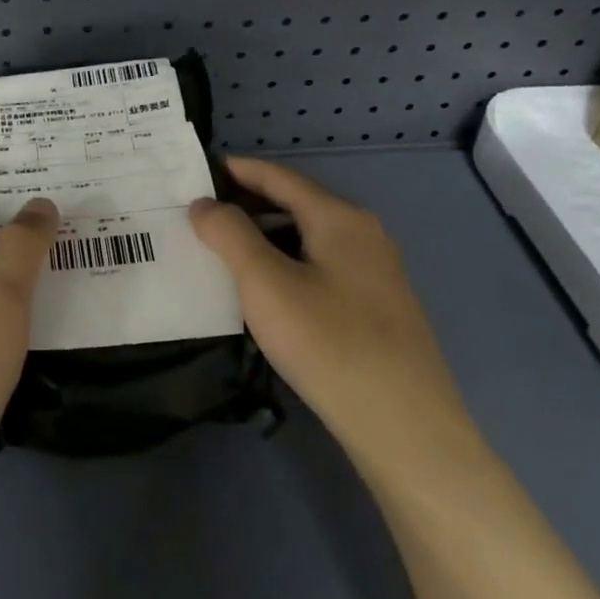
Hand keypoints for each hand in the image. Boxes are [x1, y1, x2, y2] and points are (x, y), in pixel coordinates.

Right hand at [189, 157, 476, 472]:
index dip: (235, 170)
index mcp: (339, 217)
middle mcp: (363, 234)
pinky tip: (262, 292)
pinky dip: (283, 264)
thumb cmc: (329, 343)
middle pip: (294, 204)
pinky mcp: (375, 308)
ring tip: (220, 252)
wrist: (405, 428)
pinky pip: (319, 268)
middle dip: (245, 204)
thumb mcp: (265, 283)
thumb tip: (204, 203)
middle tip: (198, 214)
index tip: (194, 172)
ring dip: (263, 237)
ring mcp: (374, 272)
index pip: (278, 176)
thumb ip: (229, 235)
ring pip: (306, 238)